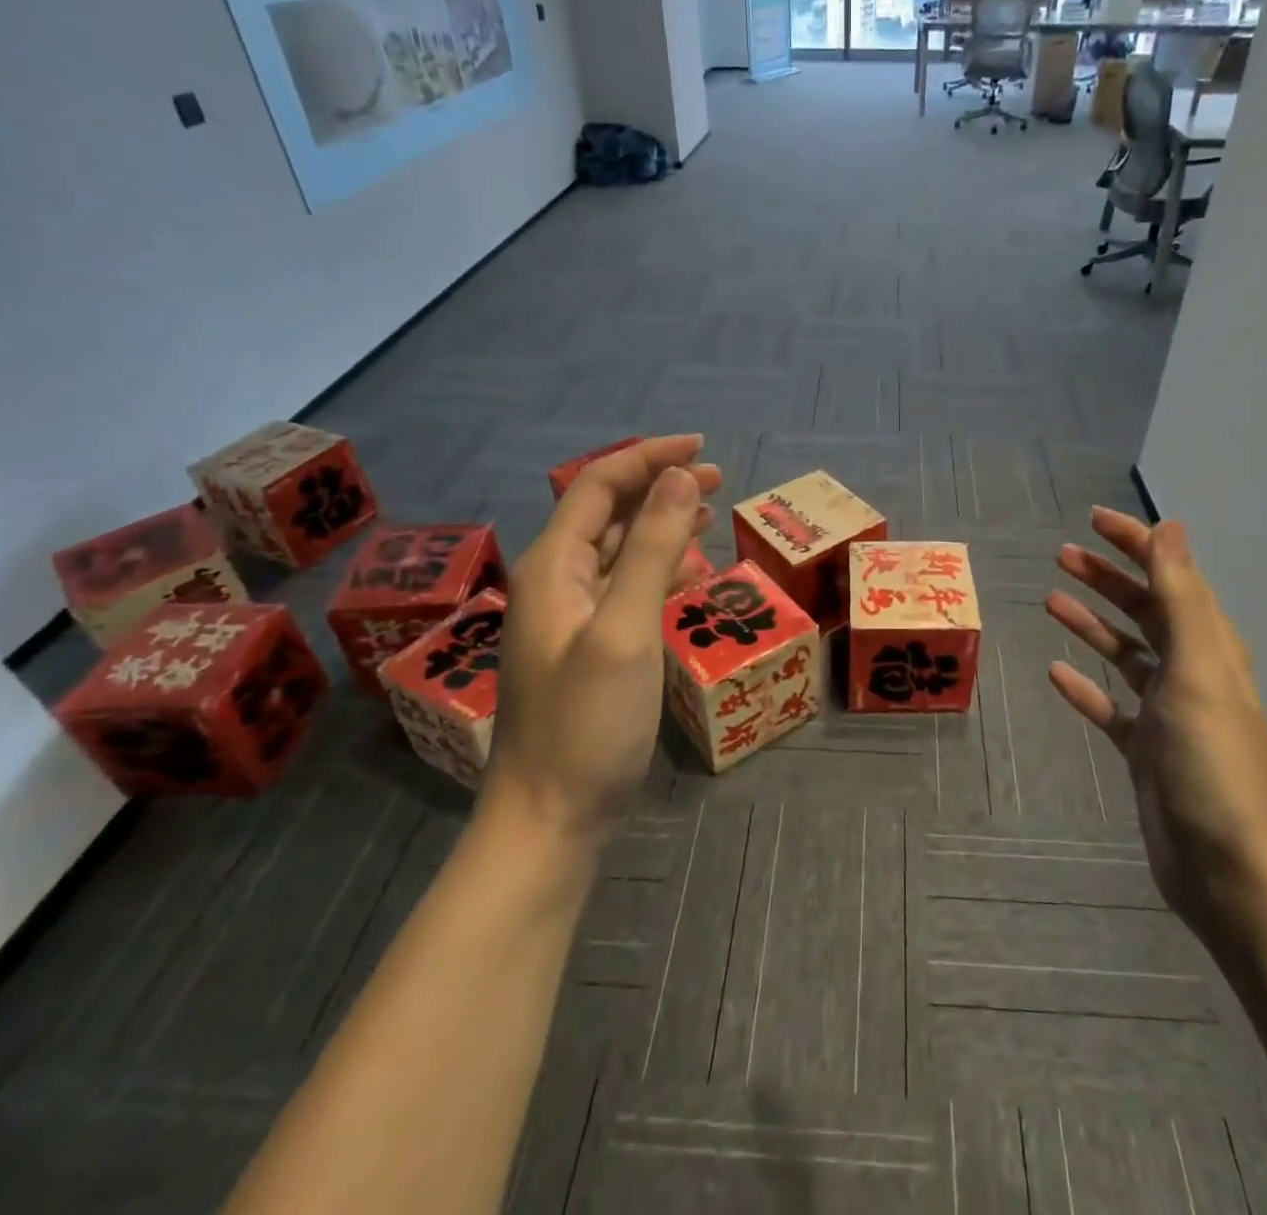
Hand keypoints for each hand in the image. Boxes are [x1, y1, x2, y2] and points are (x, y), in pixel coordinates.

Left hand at [486, 436, 720, 841]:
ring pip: (618, 550)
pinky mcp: (591, 648)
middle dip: (658, 487)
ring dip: (661, 524)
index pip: (598, 487)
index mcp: (553, 568)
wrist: (550, 818)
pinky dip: (658, 569)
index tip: (701, 448)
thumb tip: (678, 478)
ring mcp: (573, 618)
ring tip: (708, 512)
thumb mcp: (624, 630)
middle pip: (607, 513)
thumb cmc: (586, 724)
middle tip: (715, 478)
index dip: (648, 459)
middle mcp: (557, 583)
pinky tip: (690, 572)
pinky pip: (626, 588)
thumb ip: (650, 550)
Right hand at [1046, 509, 1266, 943]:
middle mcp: (1190, 672)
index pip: (1170, 578)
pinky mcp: (1145, 750)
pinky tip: (1055, 673)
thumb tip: (1171, 528)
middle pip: (1144, 610)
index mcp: (1209, 648)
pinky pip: (1109, 706)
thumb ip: (1182, 598)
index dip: (1136, 544)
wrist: (1229, 869)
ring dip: (1092, 623)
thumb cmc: (1214, 762)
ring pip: (1124, 653)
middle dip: (1108, 578)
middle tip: (1062, 554)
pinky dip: (1085, 686)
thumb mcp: (1200, 669)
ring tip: (1051, 598)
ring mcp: (1167, 713)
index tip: (1094, 520)